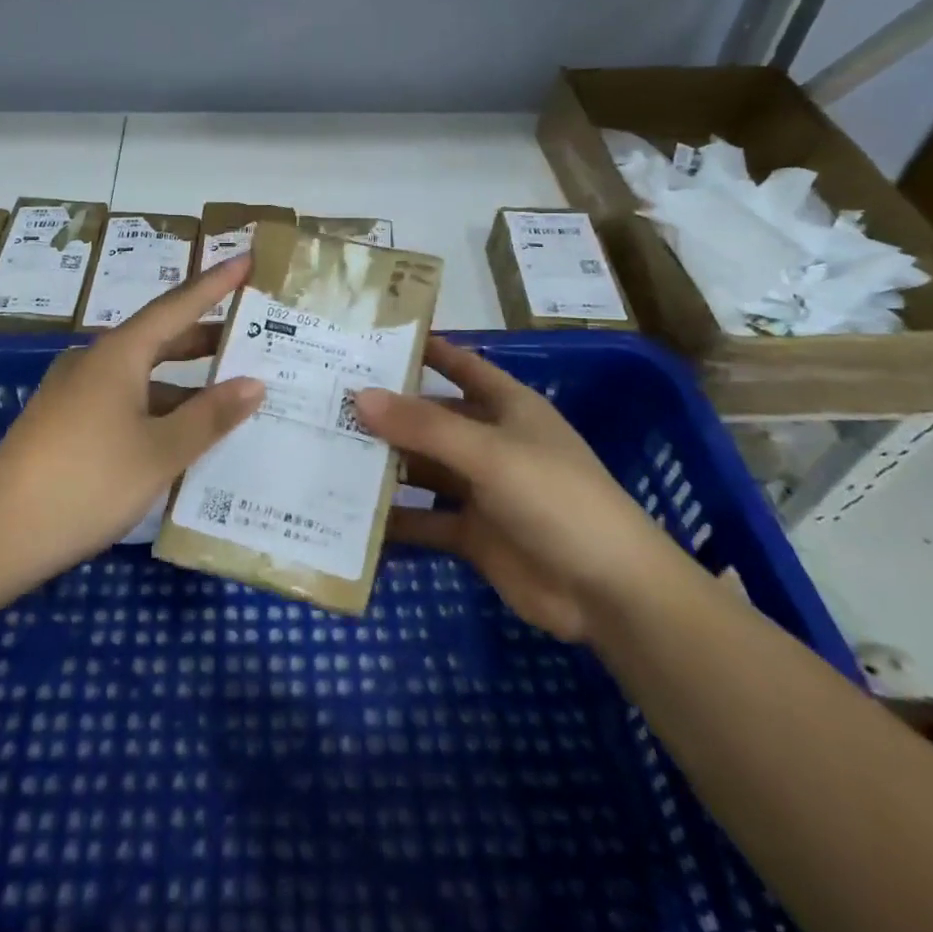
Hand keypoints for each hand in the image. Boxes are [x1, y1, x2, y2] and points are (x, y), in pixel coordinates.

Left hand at [0, 255, 264, 582]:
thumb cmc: (87, 482)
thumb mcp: (160, 452)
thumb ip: (210, 416)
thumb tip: (254, 383)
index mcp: (118, 355)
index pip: (177, 306)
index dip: (215, 284)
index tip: (246, 260)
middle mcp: (94, 362)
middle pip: (158, 338)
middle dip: (204, 336)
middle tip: (249, 335)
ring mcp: (74, 393)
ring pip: (140, 374)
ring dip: (182, 380)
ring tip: (226, 391)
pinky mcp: (64, 423)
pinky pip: (123, 399)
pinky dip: (157, 405)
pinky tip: (178, 433)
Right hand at [354, 338, 675, 641]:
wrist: (608, 592)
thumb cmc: (556, 499)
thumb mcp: (490, 453)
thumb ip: (425, 426)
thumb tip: (360, 396)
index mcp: (506, 407)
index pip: (459, 365)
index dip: (422, 350)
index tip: (369, 339)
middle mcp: (489, 441)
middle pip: (430, 418)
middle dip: (386, 412)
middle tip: (326, 401)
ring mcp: (480, 490)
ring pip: (422, 469)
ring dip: (383, 466)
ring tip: (324, 454)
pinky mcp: (472, 534)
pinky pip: (424, 521)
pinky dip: (394, 521)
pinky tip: (349, 518)